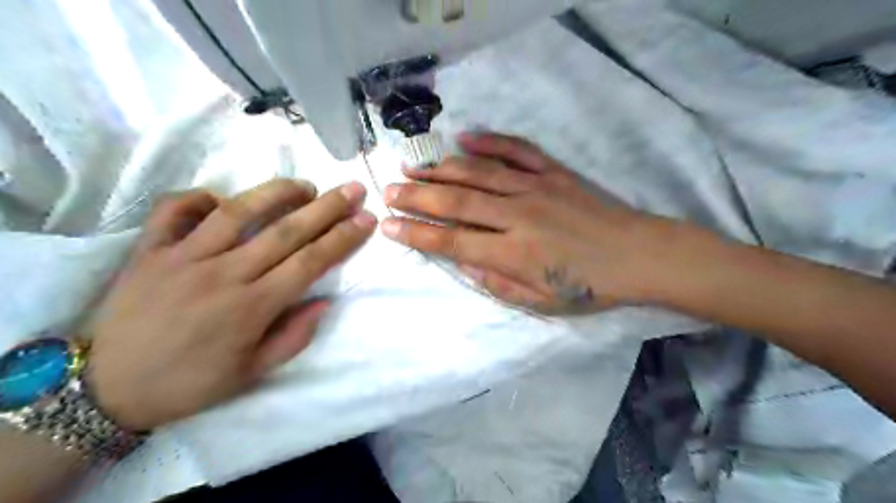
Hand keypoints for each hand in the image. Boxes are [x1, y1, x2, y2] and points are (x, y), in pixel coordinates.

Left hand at [85, 178, 375, 430]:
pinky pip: (173, 210)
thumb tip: (324, 302)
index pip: (311, 262)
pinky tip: (221, 198)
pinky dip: (198, 197)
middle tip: (352, 188)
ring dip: (276, 192)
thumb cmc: (190, 383)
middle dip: (327, 207)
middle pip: (286, 231)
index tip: (366, 219)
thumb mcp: (252, 374)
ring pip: (238, 212)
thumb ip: (293, 337)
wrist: (106, 388)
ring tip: (304, 185)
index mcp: (252, 308)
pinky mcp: (149, 251)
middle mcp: (224, 275)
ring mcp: (183, 258)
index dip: (343, 238)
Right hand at [379, 134, 678, 314]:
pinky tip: (464, 137)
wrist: (639, 255)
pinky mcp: (554, 172)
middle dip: (417, 196)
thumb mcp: (542, 302)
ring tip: (413, 167)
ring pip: (478, 173)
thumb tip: (462, 262)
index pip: (452, 241)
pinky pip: (517, 150)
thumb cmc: (590, 286)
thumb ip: (497, 283)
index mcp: (514, 253)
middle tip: (388, 190)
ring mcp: (536, 187)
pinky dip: (489, 141)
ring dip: (441, 169)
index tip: (388, 226)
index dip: (417, 233)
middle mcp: (518, 215)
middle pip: (457, 202)